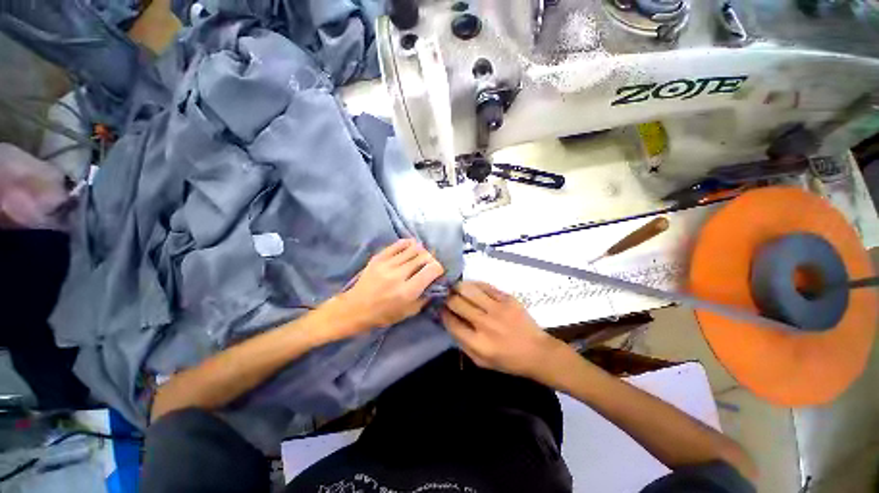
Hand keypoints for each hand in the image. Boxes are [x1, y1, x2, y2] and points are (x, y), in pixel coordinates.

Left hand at [339, 239, 443, 331]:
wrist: (355, 308)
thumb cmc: (384, 314)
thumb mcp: (409, 312)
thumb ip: (425, 297)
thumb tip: (435, 282)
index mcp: (408, 291)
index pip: (432, 269)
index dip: (439, 268)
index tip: (438, 272)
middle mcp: (399, 275)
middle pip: (424, 257)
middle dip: (431, 259)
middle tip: (429, 264)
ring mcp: (387, 264)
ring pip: (413, 248)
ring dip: (421, 251)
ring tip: (420, 256)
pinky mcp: (378, 258)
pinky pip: (398, 244)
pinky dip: (408, 244)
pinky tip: (411, 246)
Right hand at [441, 281, 566, 380]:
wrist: (537, 352)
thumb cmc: (507, 360)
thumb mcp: (480, 361)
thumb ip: (462, 343)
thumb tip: (449, 321)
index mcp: (477, 343)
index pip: (451, 322)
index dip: (442, 313)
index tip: (440, 308)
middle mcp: (485, 324)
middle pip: (457, 303)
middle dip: (447, 298)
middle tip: (445, 295)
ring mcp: (497, 309)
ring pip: (469, 290)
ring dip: (458, 287)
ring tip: (455, 287)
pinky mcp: (507, 299)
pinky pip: (485, 286)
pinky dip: (474, 285)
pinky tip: (471, 286)